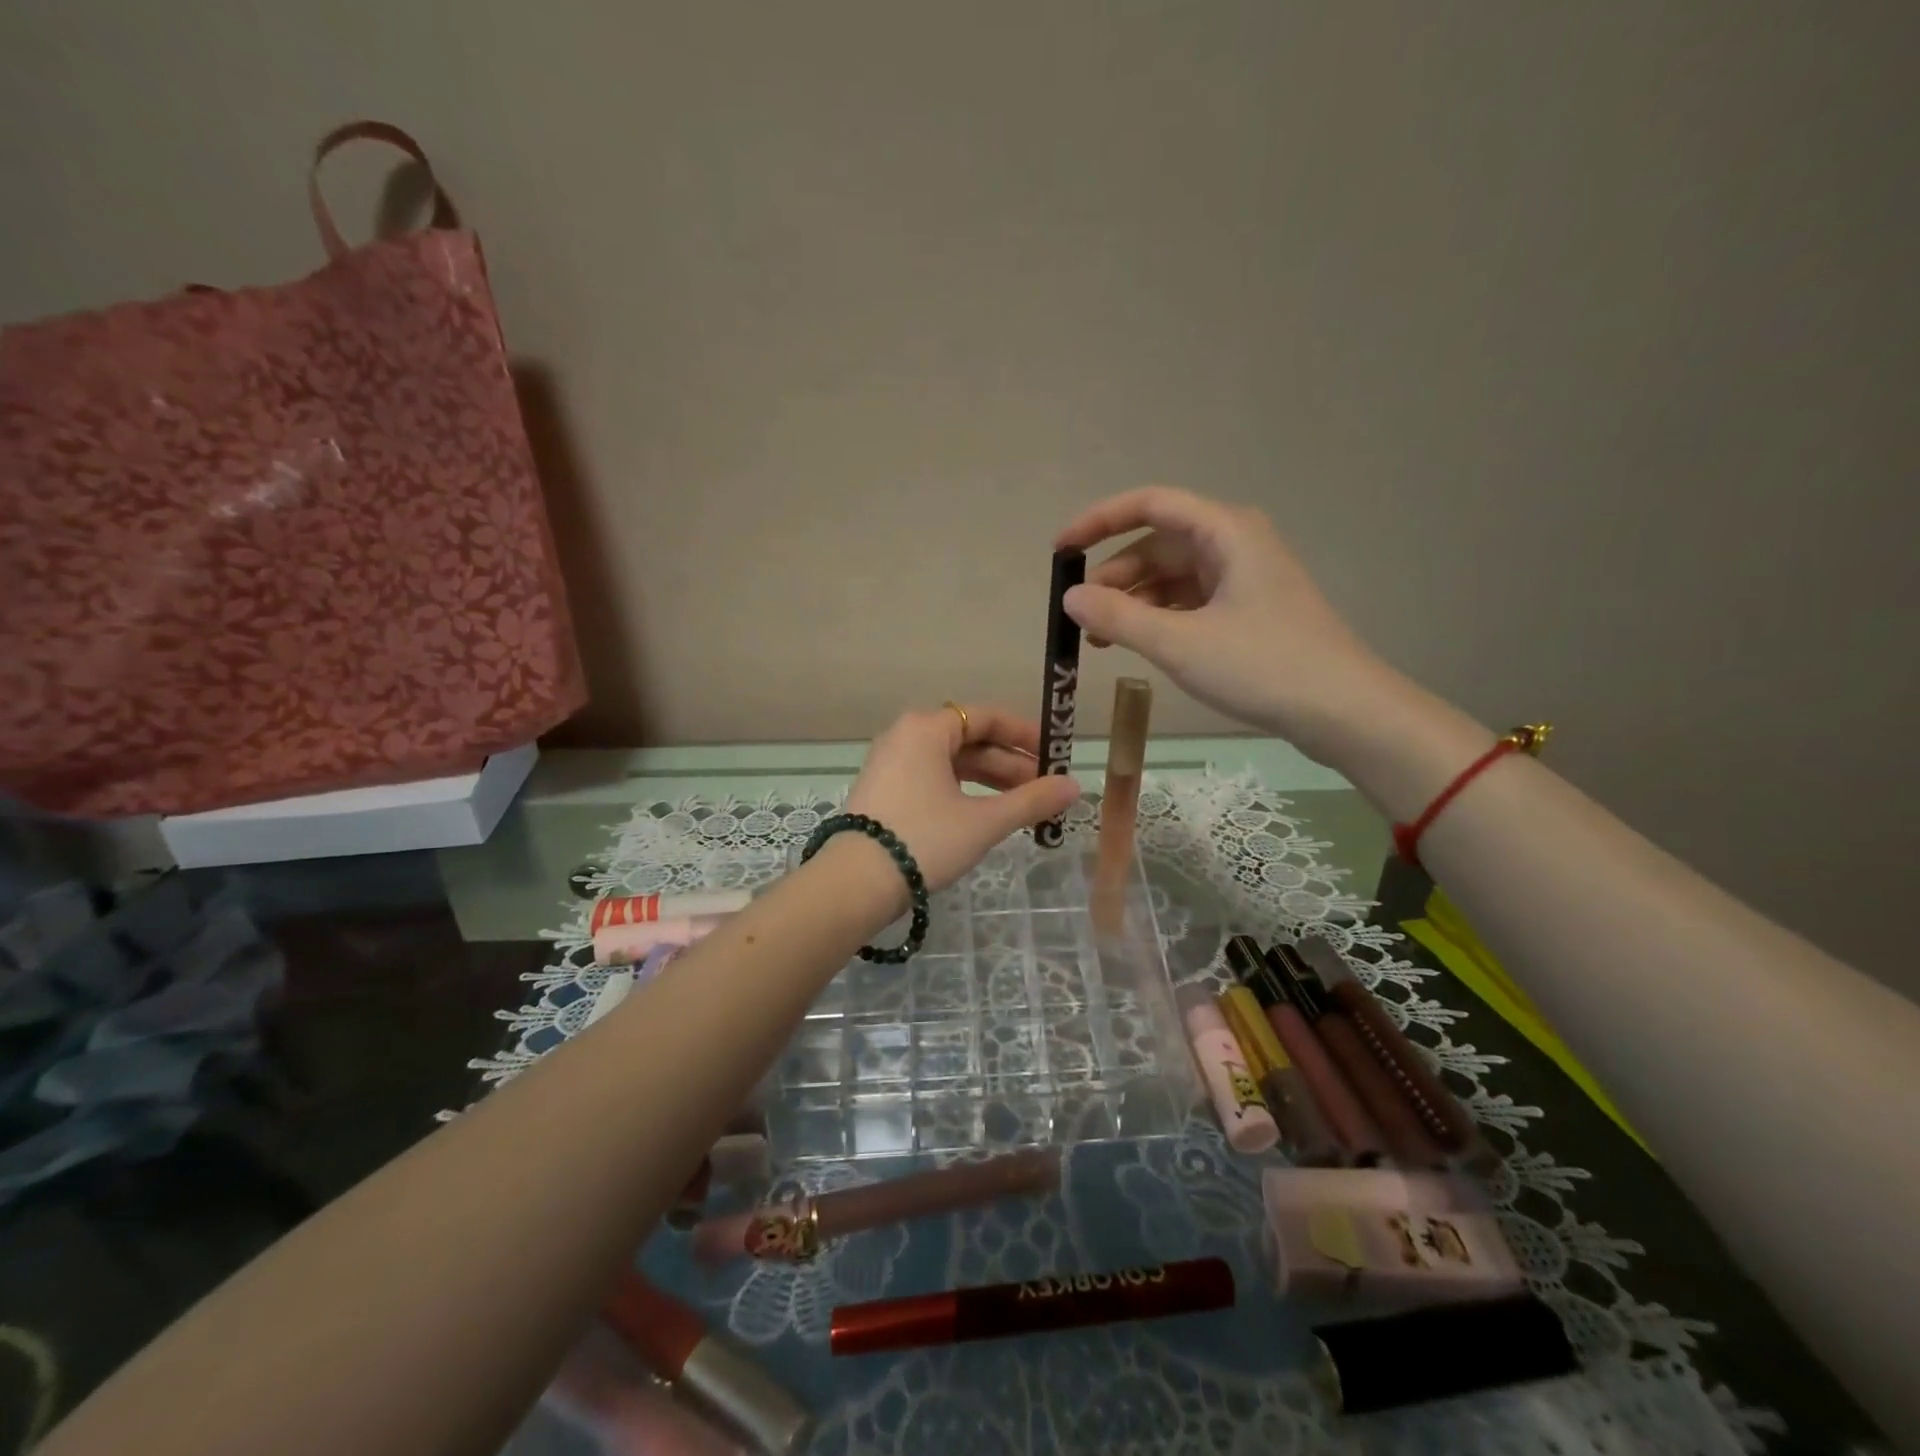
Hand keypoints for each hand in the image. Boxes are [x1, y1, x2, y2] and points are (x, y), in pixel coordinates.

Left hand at [845, 705, 1081, 891]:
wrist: (855, 883)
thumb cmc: (924, 839)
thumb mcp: (984, 821)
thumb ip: (1031, 801)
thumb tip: (1075, 786)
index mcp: (926, 728)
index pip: (986, 717)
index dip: (1025, 734)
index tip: (1054, 756)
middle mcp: (905, 736)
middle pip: (969, 740)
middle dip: (1010, 764)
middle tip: (1045, 790)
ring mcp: (891, 764)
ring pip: (951, 763)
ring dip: (989, 781)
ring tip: (1023, 806)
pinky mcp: (884, 791)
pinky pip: (933, 779)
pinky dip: (963, 792)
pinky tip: (986, 814)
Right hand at [1056, 486, 1398, 763]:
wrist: (1343, 711)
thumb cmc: (1263, 666)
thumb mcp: (1180, 643)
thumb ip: (1119, 618)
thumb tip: (1069, 598)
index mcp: (1225, 531)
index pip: (1149, 504)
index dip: (1098, 522)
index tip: (1060, 552)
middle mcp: (1235, 542)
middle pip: (1158, 543)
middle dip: (1115, 575)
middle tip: (1082, 615)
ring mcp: (1244, 577)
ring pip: (1172, 574)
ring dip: (1134, 601)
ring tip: (1103, 641)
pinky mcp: (1248, 609)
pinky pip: (1190, 599)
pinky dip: (1159, 616)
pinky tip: (1140, 644)